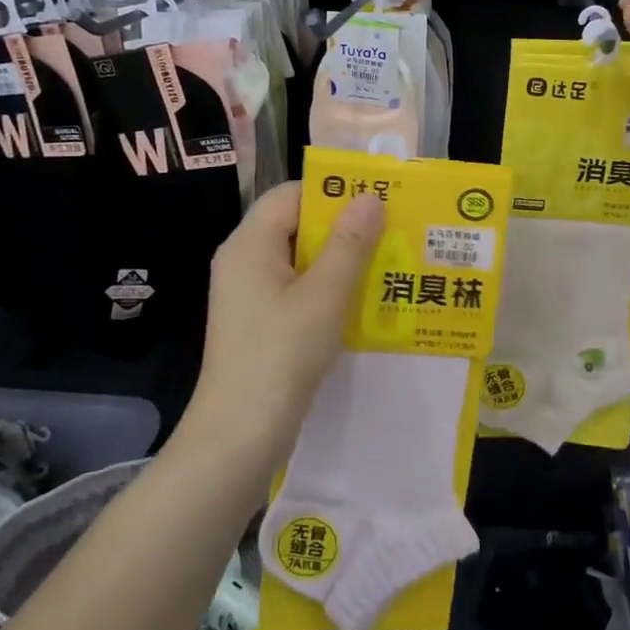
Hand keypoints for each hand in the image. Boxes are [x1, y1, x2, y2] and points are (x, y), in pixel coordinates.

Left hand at [184, 184, 384, 470]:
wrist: (237, 438)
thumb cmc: (279, 357)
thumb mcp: (323, 296)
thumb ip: (349, 244)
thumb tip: (371, 198)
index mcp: (249, 244)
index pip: (291, 194)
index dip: (333, 191)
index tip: (377, 198)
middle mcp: (244, 261)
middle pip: (297, 224)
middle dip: (344, 226)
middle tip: (391, 229)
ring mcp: (249, 294)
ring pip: (300, 258)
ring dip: (340, 259)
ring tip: (387, 261)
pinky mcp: (259, 322)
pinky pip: (297, 288)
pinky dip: (328, 287)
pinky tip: (362, 300)